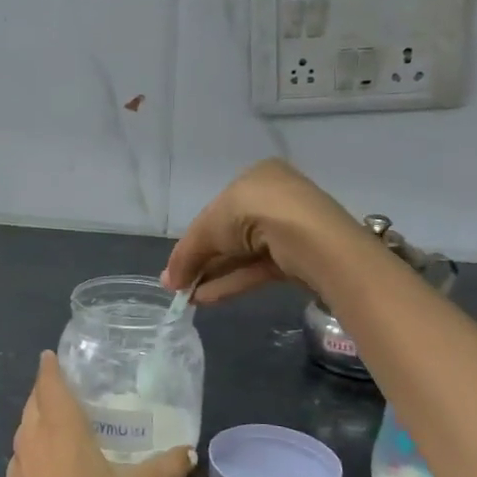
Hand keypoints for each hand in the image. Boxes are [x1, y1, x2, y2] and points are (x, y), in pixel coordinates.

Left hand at [4, 353, 193, 476]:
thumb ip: (165, 469)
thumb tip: (189, 452)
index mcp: (60, 428)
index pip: (48, 382)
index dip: (50, 367)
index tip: (54, 356)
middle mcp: (32, 439)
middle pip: (33, 403)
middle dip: (46, 391)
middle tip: (69, 389)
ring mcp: (16, 467)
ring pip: (23, 430)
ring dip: (37, 420)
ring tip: (61, 424)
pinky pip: (21, 458)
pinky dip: (33, 450)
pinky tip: (50, 467)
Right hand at [161, 158, 365, 303]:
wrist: (308, 237)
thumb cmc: (252, 213)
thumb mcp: (208, 228)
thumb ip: (187, 254)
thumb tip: (168, 281)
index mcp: (255, 178)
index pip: (218, 210)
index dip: (194, 238)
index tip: (177, 264)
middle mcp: (274, 198)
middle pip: (230, 234)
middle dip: (202, 260)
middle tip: (178, 284)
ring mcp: (290, 229)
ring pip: (243, 255)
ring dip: (213, 274)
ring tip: (186, 297)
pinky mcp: (299, 258)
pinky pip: (258, 269)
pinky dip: (232, 282)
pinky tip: (206, 299)